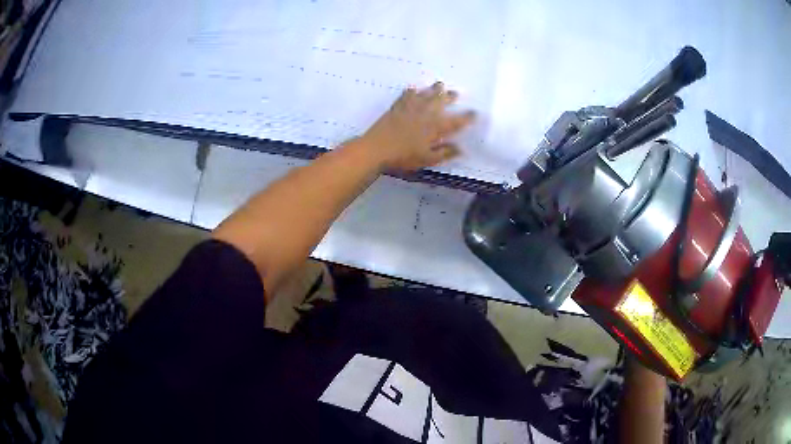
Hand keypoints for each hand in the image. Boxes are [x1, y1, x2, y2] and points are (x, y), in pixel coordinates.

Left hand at [360, 82, 475, 171]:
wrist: (376, 149)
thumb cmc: (403, 157)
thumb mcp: (427, 159)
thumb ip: (445, 152)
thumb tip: (461, 149)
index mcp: (435, 128)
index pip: (455, 122)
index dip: (466, 118)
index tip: (474, 113)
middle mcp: (425, 114)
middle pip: (440, 102)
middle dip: (449, 97)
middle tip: (455, 93)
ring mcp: (410, 109)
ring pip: (425, 95)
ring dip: (433, 90)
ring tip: (440, 84)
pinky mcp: (396, 108)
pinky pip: (405, 96)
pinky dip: (410, 92)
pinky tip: (412, 88)